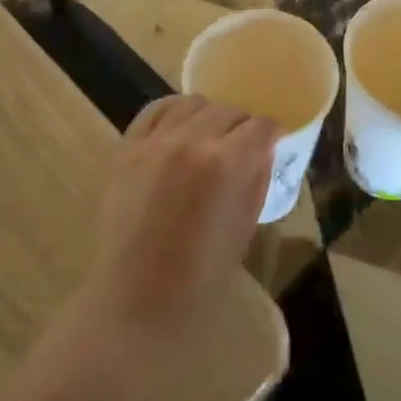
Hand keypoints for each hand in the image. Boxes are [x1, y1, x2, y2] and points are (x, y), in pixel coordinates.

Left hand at [75, 95, 276, 349]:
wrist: (134, 298)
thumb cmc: (198, 277)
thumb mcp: (243, 228)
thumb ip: (255, 181)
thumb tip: (264, 151)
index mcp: (226, 164)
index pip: (260, 127)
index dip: (272, 134)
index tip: (273, 143)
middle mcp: (192, 140)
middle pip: (229, 110)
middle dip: (242, 126)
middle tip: (242, 147)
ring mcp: (156, 140)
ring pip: (194, 103)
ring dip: (209, 116)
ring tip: (209, 137)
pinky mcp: (128, 146)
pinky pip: (156, 110)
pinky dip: (174, 112)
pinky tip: (180, 128)